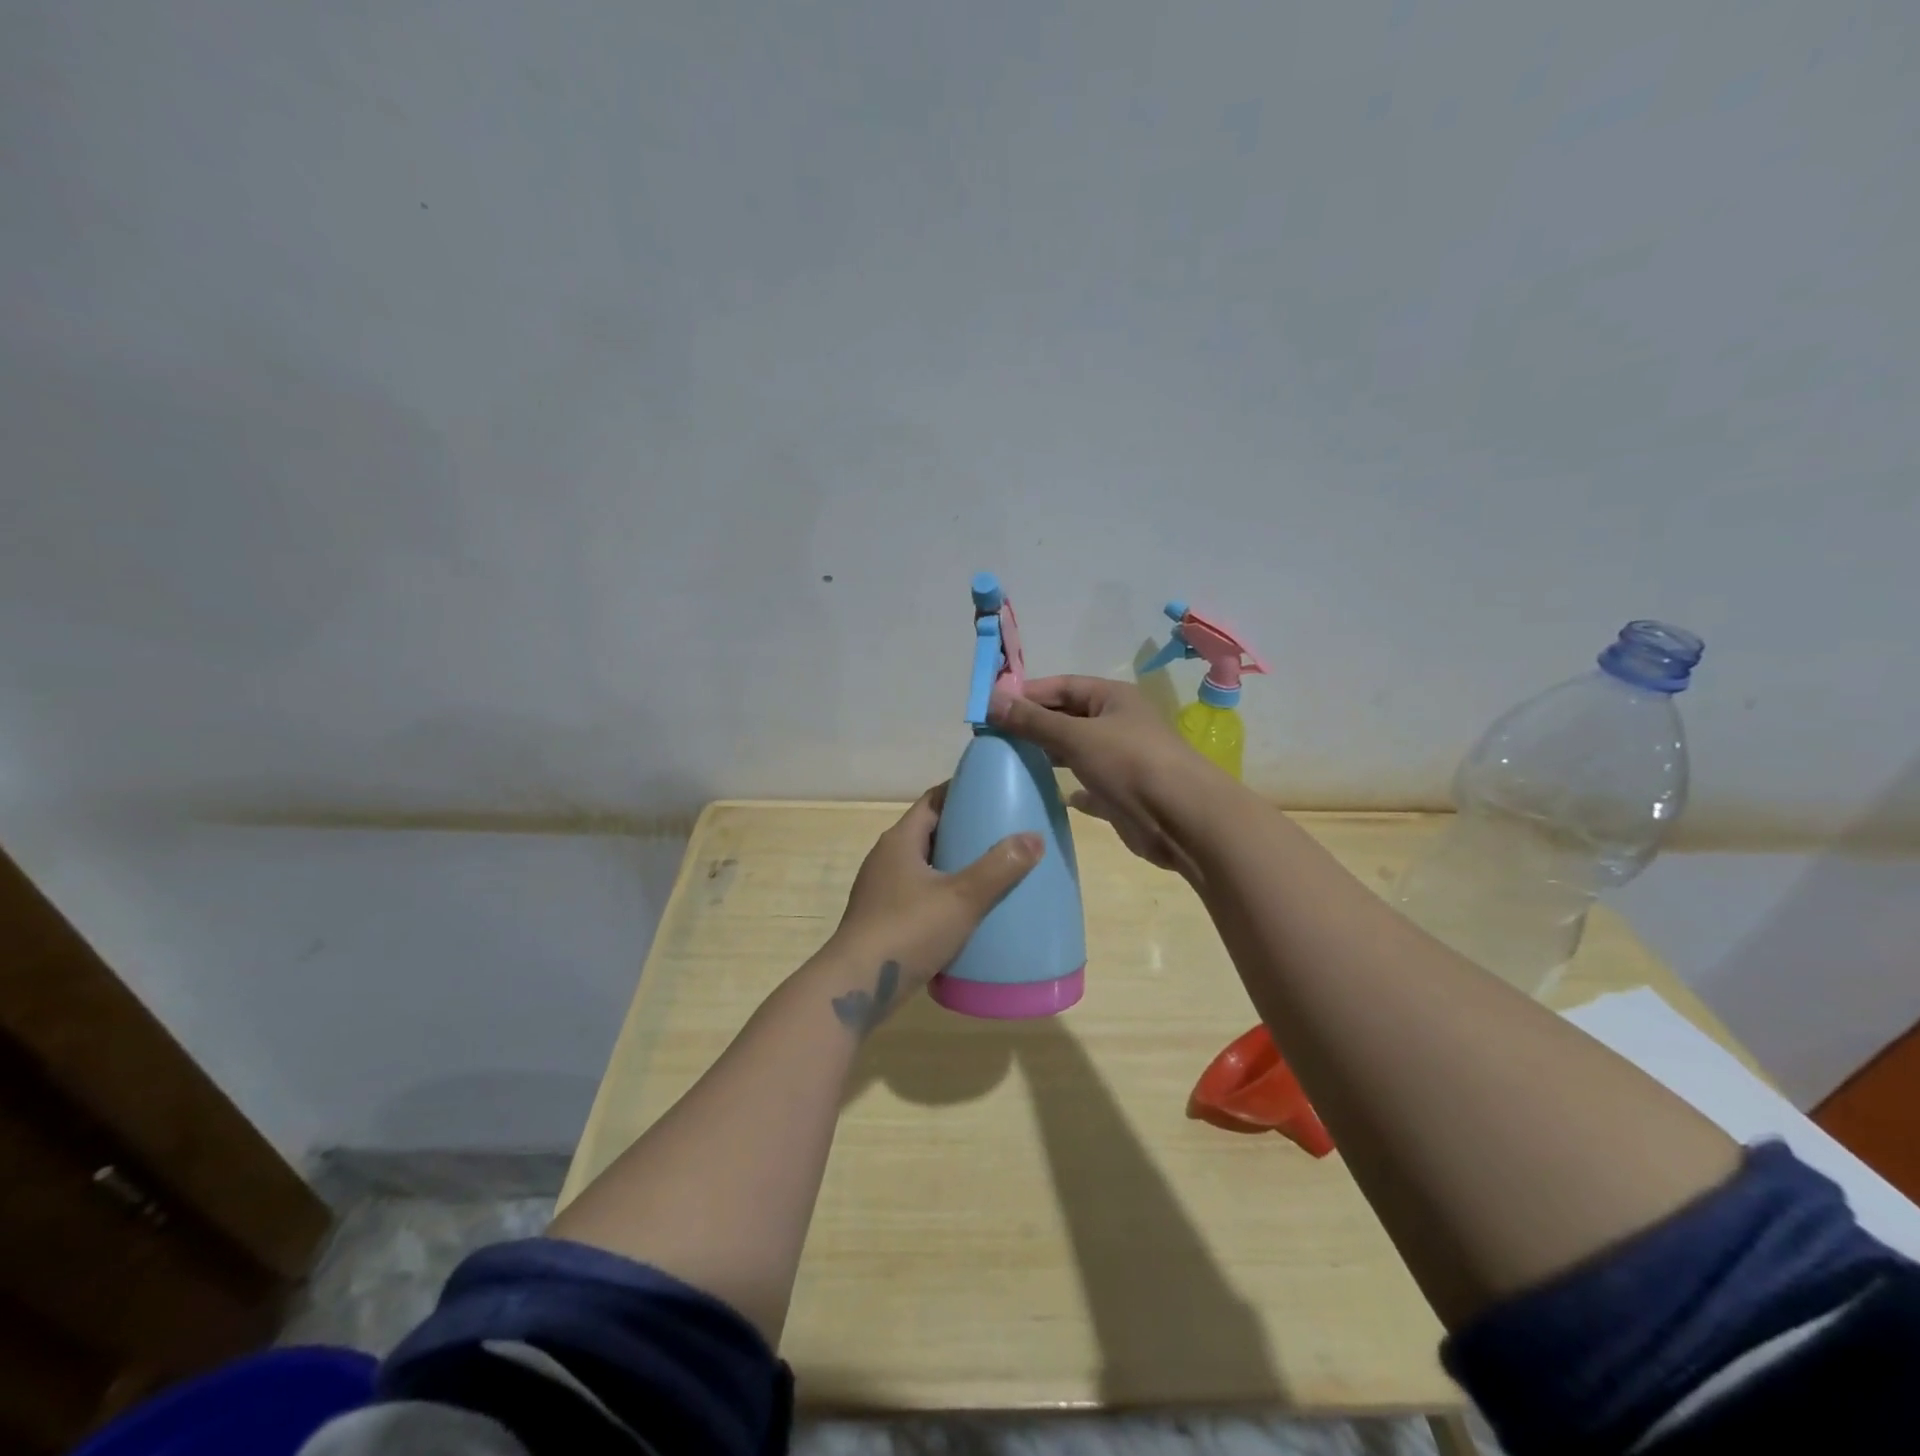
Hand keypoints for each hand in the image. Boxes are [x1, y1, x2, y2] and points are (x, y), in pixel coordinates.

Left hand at [827, 785, 1042, 1000]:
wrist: (857, 987)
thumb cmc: (907, 931)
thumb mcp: (961, 898)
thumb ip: (999, 867)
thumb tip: (1035, 837)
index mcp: (900, 841)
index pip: (933, 802)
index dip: (961, 793)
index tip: (995, 793)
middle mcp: (887, 859)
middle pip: (930, 833)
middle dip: (964, 831)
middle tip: (1003, 834)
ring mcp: (882, 891)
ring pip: (925, 867)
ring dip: (955, 866)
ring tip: (993, 872)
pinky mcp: (884, 920)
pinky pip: (920, 895)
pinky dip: (944, 895)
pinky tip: (968, 911)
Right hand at [988, 675, 1219, 873]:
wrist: (1183, 819)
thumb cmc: (1130, 764)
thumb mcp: (1076, 736)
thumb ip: (1033, 721)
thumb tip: (990, 700)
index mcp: (1113, 698)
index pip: (1062, 686)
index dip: (1027, 693)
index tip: (990, 707)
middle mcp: (1118, 724)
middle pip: (1068, 717)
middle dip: (1034, 724)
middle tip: (993, 737)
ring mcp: (1122, 760)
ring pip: (1077, 751)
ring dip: (1048, 755)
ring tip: (1011, 762)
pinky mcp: (1122, 794)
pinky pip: (1089, 786)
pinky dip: (1071, 789)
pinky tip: (1051, 795)